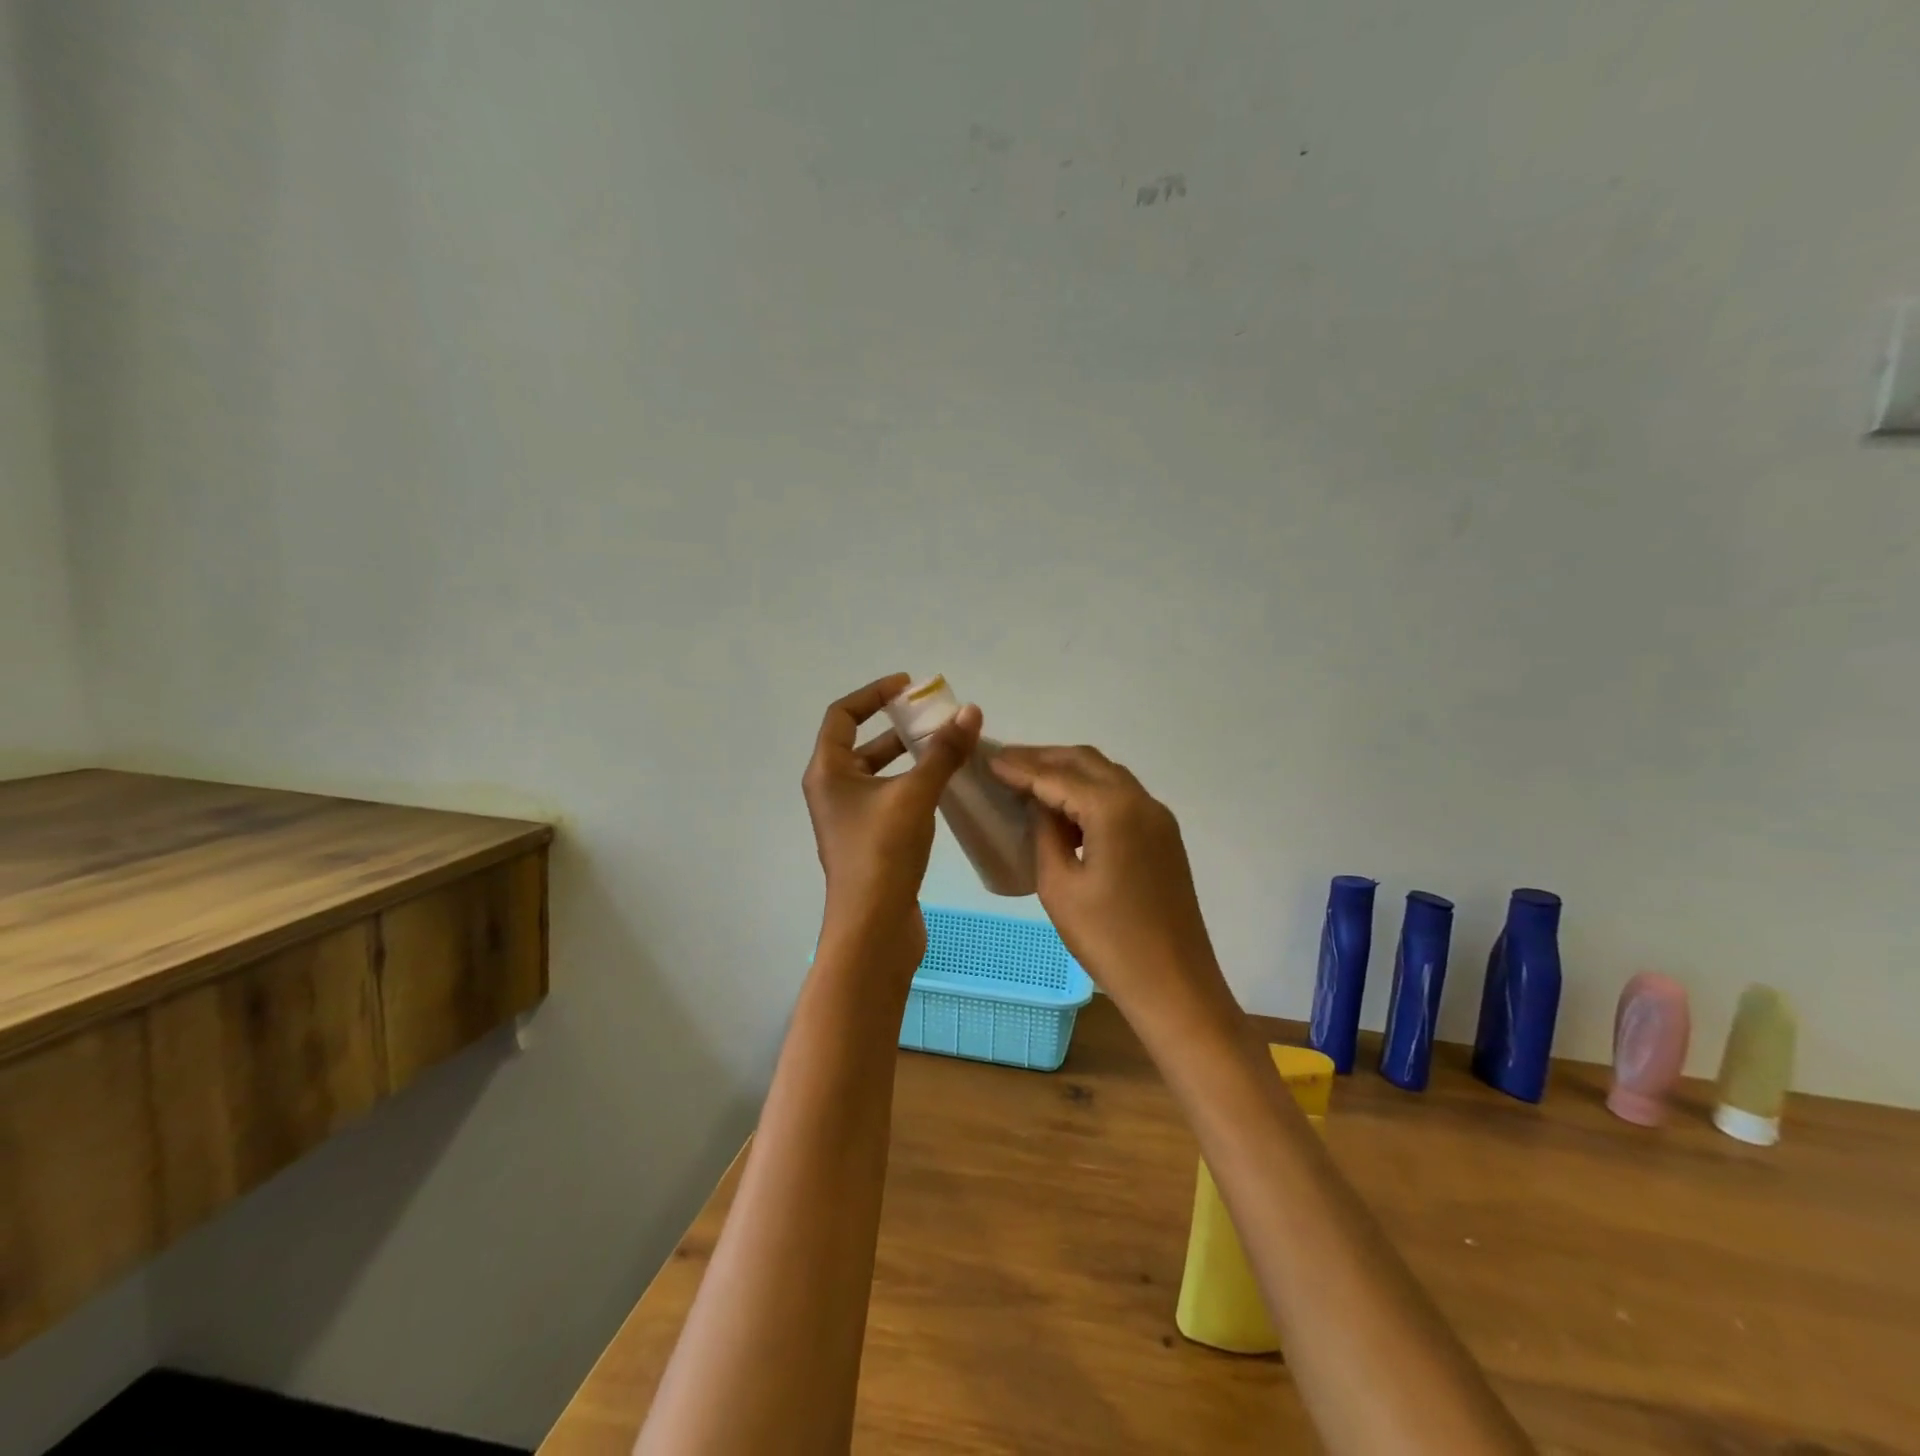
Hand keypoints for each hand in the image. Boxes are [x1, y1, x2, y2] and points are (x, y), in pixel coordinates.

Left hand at [803, 673, 980, 974]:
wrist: (873, 929)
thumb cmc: (883, 854)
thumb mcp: (914, 794)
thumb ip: (942, 752)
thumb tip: (970, 712)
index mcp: (828, 773)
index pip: (842, 715)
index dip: (874, 694)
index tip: (909, 687)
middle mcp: (833, 792)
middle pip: (862, 744)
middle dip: (899, 727)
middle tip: (938, 720)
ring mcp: (851, 820)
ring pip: (879, 774)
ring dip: (910, 758)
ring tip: (949, 750)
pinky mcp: (871, 842)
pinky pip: (891, 799)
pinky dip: (914, 786)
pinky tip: (946, 789)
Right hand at [990, 745, 1232, 1027]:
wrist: (1174, 986)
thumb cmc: (1108, 940)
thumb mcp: (1059, 886)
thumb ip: (1046, 833)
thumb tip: (1041, 806)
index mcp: (1114, 809)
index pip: (1057, 775)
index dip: (1020, 767)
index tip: (988, 759)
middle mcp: (1141, 801)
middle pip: (1087, 762)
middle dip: (1044, 758)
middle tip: (1006, 764)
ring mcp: (1158, 819)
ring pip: (1108, 776)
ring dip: (1069, 772)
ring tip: (1030, 781)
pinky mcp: (1164, 838)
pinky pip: (1122, 798)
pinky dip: (1091, 792)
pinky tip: (1066, 810)